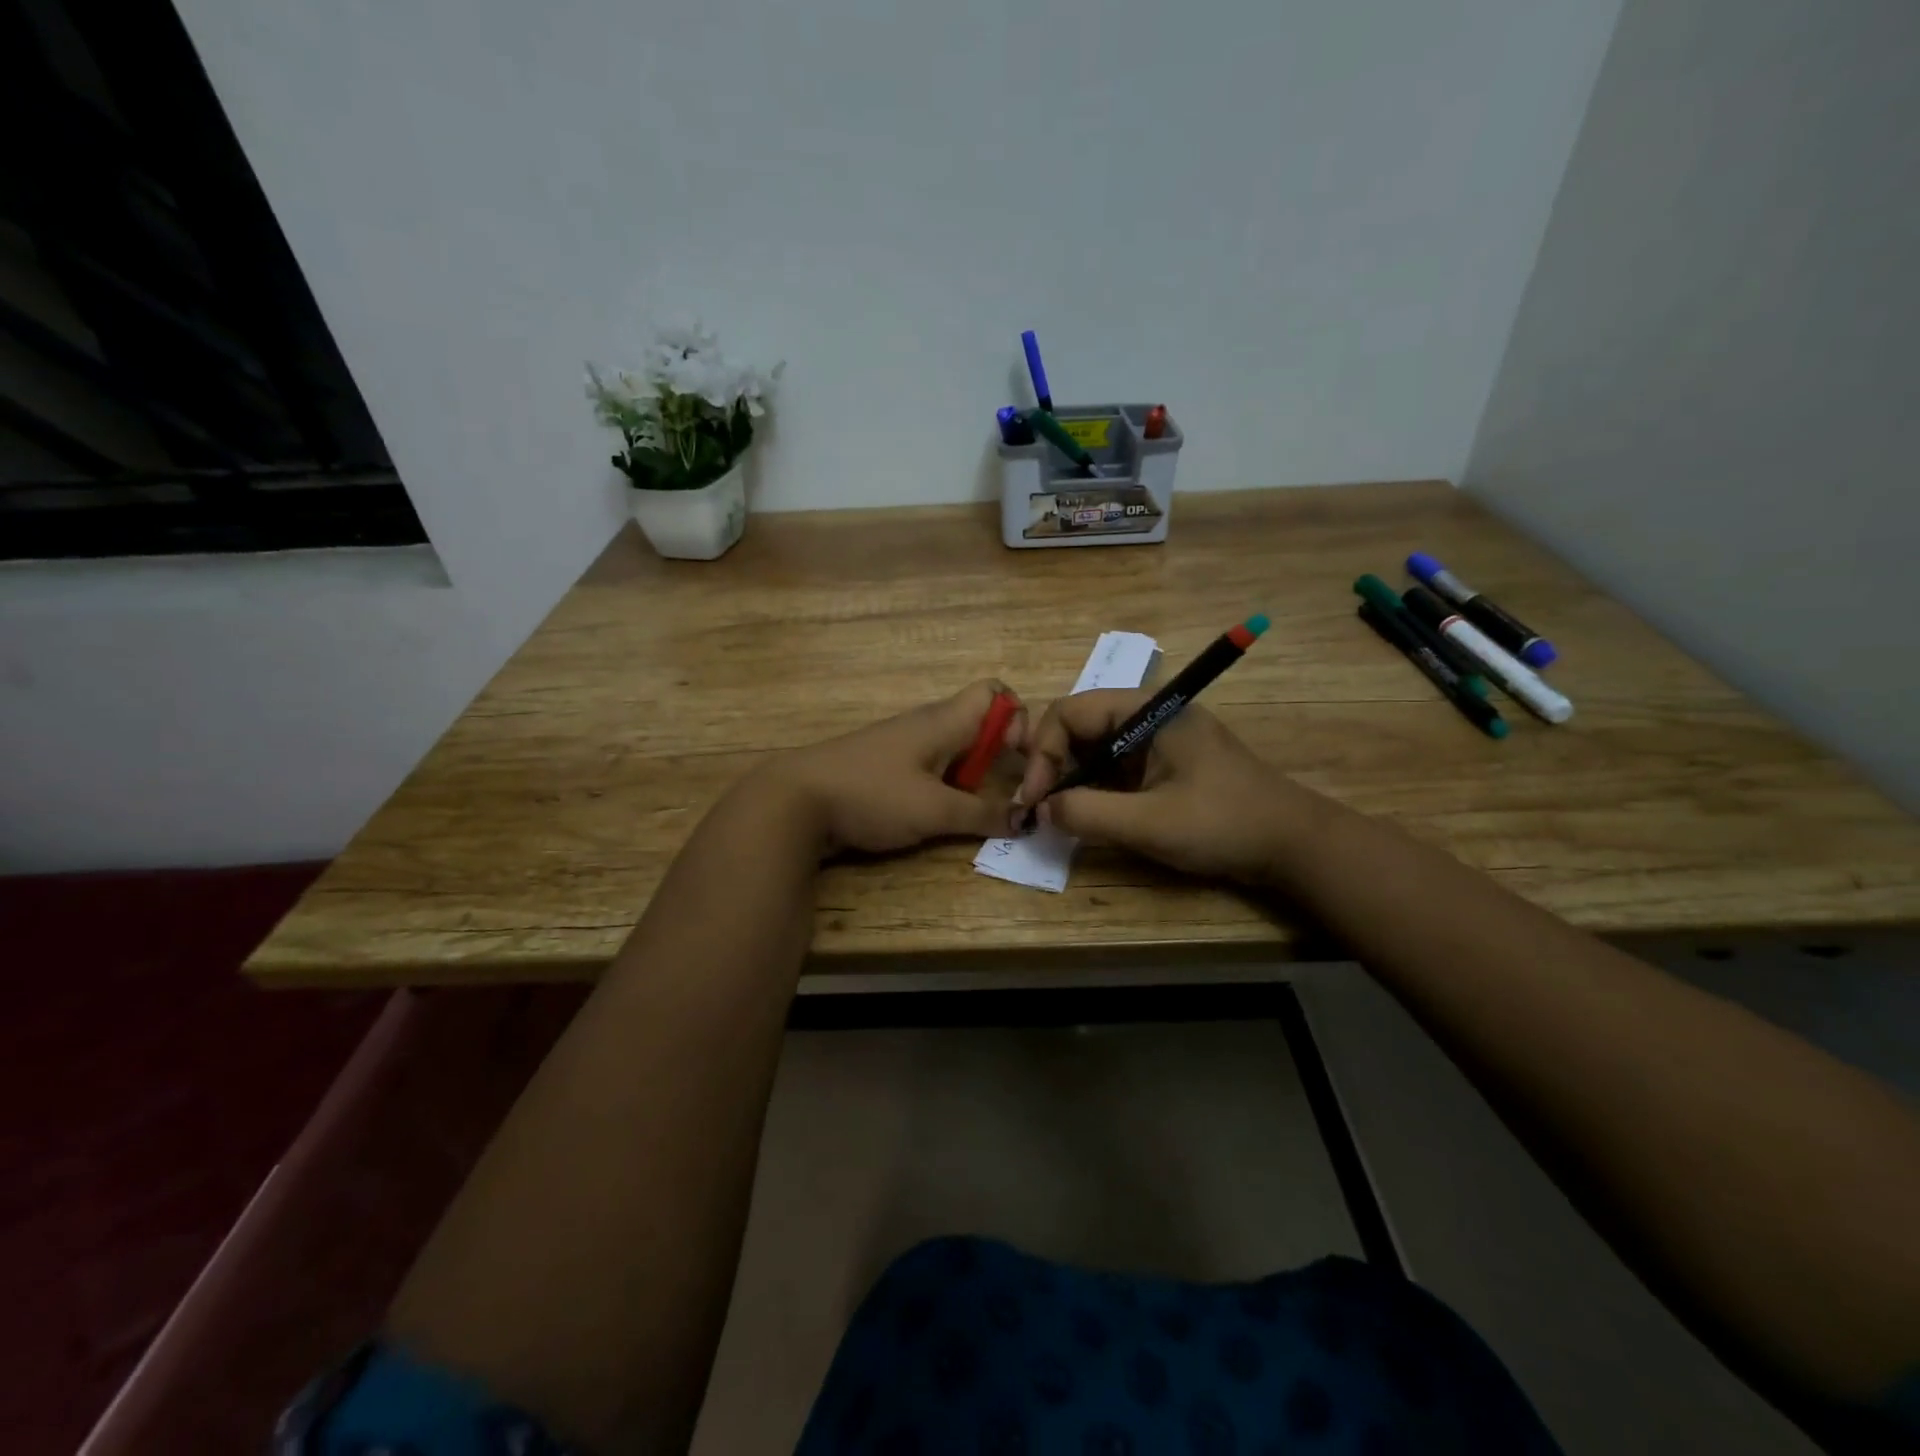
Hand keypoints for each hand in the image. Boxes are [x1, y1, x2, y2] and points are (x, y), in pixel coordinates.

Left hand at [766, 681, 1028, 856]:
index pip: (995, 692)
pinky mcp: (883, 767)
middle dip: (998, 755)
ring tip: (972, 811)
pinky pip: (928, 768)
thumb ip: (983, 814)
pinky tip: (935, 816)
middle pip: (978, 723)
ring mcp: (901, 745)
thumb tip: (1026, 818)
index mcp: (943, 721)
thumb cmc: (872, 795)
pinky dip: (943, 787)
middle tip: (1002, 794)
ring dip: (971, 776)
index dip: (1017, 720)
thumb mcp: (935, 811)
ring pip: (953, 749)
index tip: (1018, 762)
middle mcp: (925, 724)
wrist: (795, 801)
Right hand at [1015, 689, 1309, 883]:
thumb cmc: (1223, 824)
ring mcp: (1155, 740)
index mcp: (1146, 710)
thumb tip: (1041, 810)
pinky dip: (1092, 789)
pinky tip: (1084, 816)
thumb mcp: (1149, 822)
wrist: (1292, 844)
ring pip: (1092, 749)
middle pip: (1077, 727)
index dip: (1042, 753)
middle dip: (1051, 765)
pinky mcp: (1162, 764)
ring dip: (1069, 779)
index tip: (1034, 799)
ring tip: (1056, 816)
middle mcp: (1146, 716)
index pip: (1069, 712)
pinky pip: (1113, 768)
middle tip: (1040, 809)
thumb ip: (1088, 813)